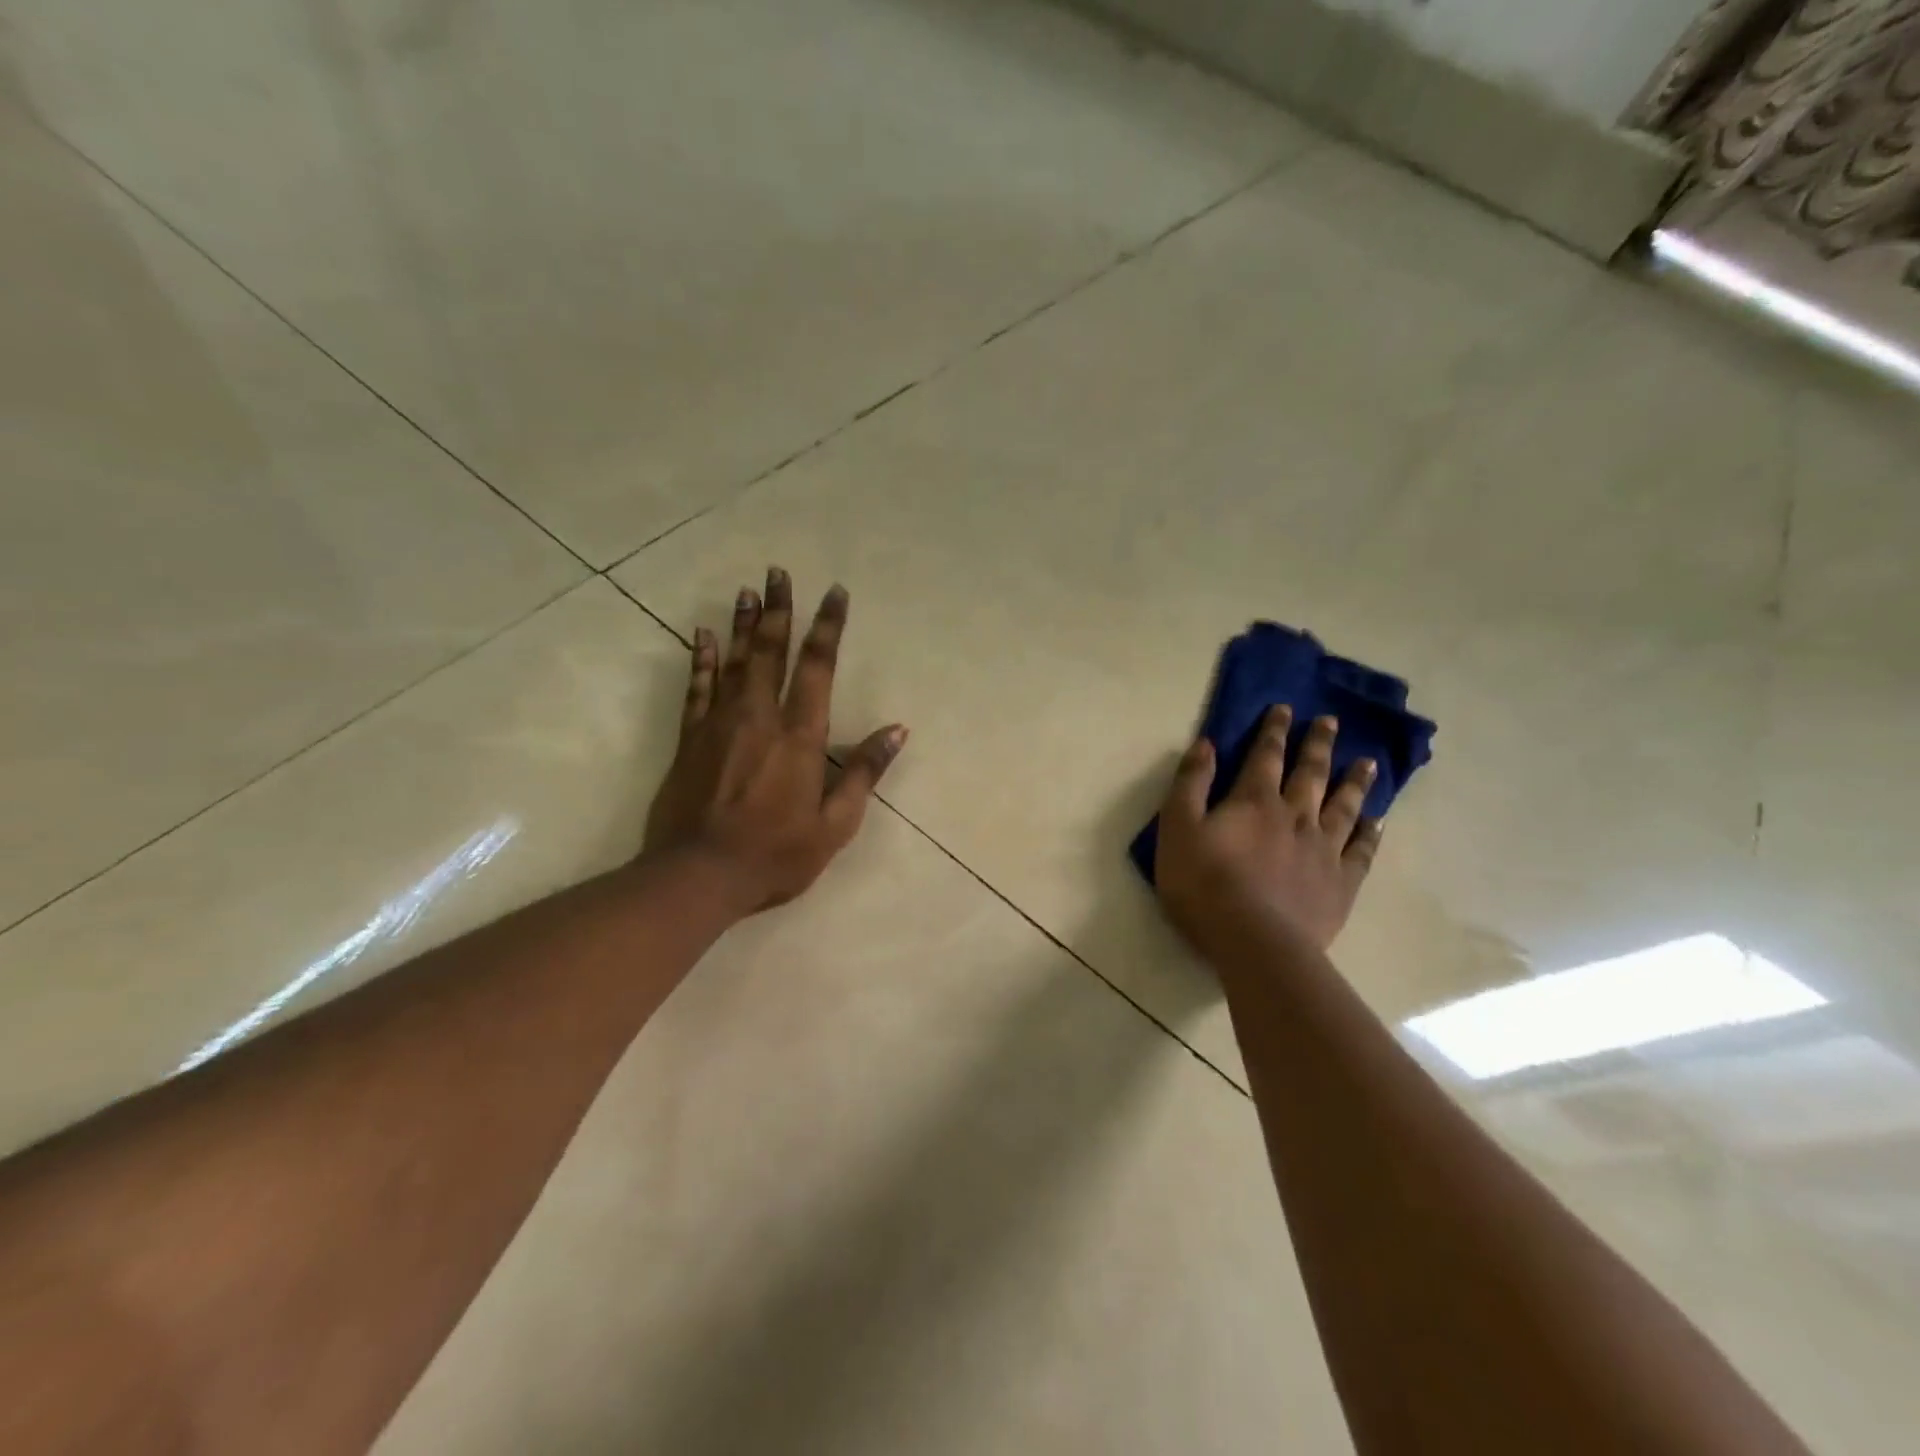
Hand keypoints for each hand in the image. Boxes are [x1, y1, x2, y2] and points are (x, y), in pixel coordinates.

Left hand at [643, 568, 907, 914]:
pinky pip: (696, 688)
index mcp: (800, 737)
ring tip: (748, 591)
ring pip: (734, 661)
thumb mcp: (835, 824)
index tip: (834, 593)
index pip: (818, 667)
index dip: (827, 627)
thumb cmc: (776, 854)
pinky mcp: (689, 739)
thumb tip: (897, 730)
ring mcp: (719, 724)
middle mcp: (760, 718)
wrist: (698, 875)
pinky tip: (702, 633)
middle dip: (779, 609)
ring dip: (743, 624)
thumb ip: (864, 772)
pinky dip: (701, 658)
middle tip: (777, 572)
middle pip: (771, 652)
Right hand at [1154, 707, 1382, 952]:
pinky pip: (1360, 850)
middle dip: (1319, 745)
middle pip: (1310, 773)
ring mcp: (1323, 849)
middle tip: (1331, 722)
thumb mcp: (1178, 828)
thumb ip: (1191, 784)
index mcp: (1254, 801)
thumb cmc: (1204, 884)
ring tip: (1367, 762)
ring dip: (1354, 782)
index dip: (1274, 730)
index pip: (1265, 756)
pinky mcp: (1340, 883)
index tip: (1285, 708)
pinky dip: (1369, 833)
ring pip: (1344, 806)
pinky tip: (1376, 821)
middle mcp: (1295, 816)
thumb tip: (1207, 744)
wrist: (1254, 942)